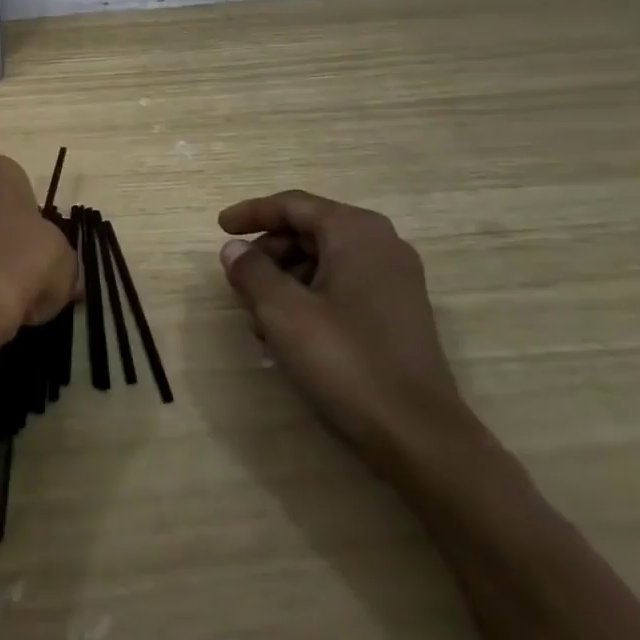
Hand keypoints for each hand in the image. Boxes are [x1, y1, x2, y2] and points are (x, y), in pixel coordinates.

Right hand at [218, 191, 465, 466]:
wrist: (418, 435)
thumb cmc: (346, 361)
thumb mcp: (283, 313)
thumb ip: (252, 272)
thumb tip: (234, 249)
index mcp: (356, 232)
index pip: (293, 205)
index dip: (252, 213)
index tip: (220, 228)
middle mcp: (381, 244)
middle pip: (309, 230)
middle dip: (268, 252)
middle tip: (238, 281)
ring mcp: (395, 279)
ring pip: (324, 260)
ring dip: (286, 279)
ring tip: (260, 317)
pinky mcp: (398, 311)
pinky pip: (343, 285)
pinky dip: (310, 296)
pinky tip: (289, 333)